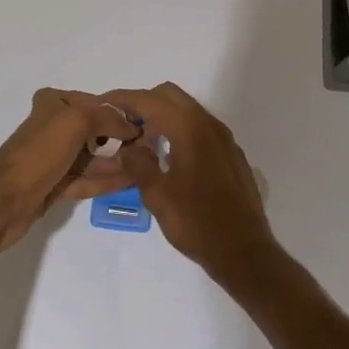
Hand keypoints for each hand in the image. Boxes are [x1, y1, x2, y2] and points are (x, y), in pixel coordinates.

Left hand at [0, 88, 138, 252]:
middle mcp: (55, 126)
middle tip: (153, 147)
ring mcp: (56, 157)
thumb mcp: (75, 122)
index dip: (121, 113)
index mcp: (55, 103)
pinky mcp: (57, 184)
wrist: (3, 202)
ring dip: (119, 160)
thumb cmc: (39, 153)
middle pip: (96, 129)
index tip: (149, 124)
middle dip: (123, 138)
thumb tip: (131, 126)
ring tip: (149, 165)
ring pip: (94, 156)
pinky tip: (132, 180)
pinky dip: (108, 179)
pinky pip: (89, 178)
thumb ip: (107, 119)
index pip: (96, 103)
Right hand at [104, 82, 280, 283]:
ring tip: (144, 144)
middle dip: (144, 103)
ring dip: (163, 117)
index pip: (150, 100)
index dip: (124, 99)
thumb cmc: (196, 222)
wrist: (244, 252)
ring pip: (187, 110)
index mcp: (189, 128)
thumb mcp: (157, 195)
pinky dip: (181, 131)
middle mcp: (208, 124)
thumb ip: (138, 164)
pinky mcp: (231, 153)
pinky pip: (201, 128)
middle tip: (124, 126)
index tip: (104, 104)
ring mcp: (223, 138)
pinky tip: (171, 158)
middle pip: (170, 96)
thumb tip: (128, 149)